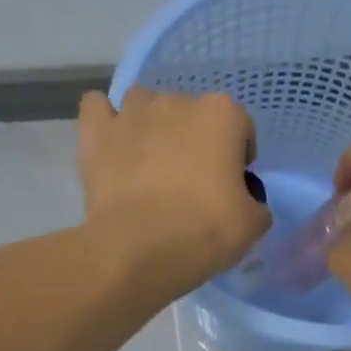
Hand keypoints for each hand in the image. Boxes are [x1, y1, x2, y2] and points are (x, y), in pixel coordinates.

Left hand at [78, 89, 270, 296]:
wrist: (140, 248)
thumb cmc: (206, 230)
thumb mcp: (253, 224)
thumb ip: (255, 203)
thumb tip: (245, 202)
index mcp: (222, 114)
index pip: (240, 127)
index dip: (238, 156)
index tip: (232, 185)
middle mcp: (178, 101)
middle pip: (191, 114)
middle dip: (194, 140)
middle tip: (192, 182)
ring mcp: (132, 112)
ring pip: (145, 104)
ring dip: (151, 126)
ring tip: (150, 165)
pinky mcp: (96, 131)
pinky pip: (98, 108)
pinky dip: (106, 122)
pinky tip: (112, 146)